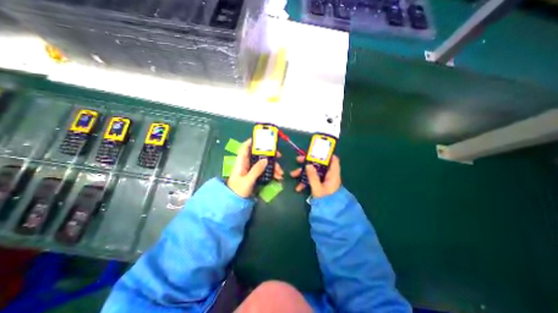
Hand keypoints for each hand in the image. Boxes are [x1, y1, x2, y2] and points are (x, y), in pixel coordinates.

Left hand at [226, 140, 283, 197]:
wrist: (235, 202)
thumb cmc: (238, 190)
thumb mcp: (247, 180)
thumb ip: (256, 170)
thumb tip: (266, 159)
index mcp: (241, 162)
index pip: (245, 147)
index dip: (252, 141)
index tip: (262, 139)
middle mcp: (247, 163)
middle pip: (258, 154)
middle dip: (269, 154)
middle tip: (279, 156)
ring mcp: (252, 169)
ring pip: (264, 163)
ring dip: (273, 166)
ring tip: (280, 173)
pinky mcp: (256, 175)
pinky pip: (265, 170)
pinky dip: (272, 172)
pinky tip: (278, 177)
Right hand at [290, 154, 342, 196]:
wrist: (329, 213)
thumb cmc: (326, 200)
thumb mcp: (318, 188)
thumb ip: (313, 176)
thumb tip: (308, 164)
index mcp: (332, 174)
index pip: (333, 159)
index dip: (326, 154)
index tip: (315, 151)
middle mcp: (329, 174)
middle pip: (319, 164)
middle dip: (308, 162)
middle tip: (298, 160)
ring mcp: (324, 179)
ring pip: (313, 171)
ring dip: (303, 172)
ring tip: (293, 174)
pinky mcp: (320, 184)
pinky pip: (312, 179)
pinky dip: (305, 181)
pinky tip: (298, 187)